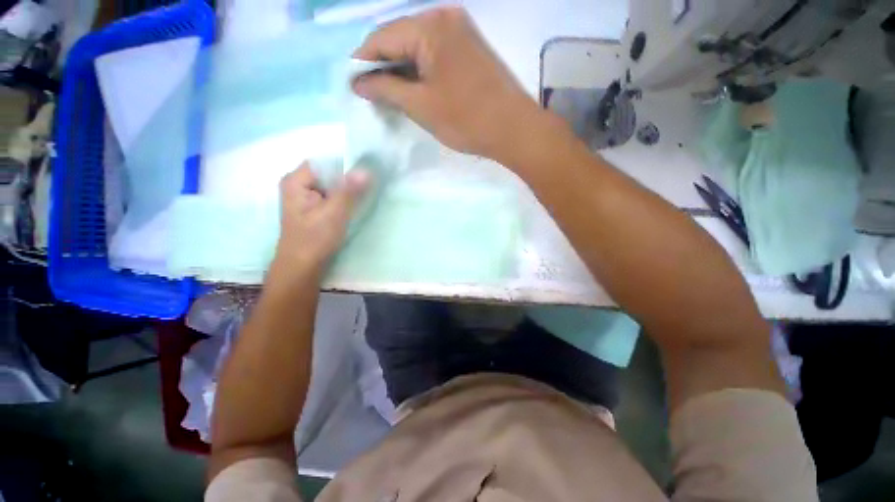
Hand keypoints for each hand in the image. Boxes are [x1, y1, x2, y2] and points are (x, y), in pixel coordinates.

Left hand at [272, 163, 369, 278]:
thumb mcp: (334, 214)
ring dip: (347, 190)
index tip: (367, 171)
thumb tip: (365, 169)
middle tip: (369, 184)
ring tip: (365, 193)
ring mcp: (305, 196)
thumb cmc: (314, 239)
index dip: (346, 165)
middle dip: (348, 179)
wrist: (302, 267)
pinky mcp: (313, 207)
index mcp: (296, 181)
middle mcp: (298, 184)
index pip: (325, 162)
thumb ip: (349, 191)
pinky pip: (331, 196)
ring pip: (331, 185)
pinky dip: (343, 198)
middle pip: (329, 173)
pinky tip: (354, 204)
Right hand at [352, 7, 540, 161]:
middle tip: (371, 95)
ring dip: (401, 71)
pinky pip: (434, 54)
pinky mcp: (469, 48)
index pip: (381, 38)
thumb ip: (386, 89)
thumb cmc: (466, 119)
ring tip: (391, 96)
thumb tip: (357, 83)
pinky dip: (420, 71)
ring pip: (417, 48)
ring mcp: (460, 31)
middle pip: (399, 39)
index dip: (363, 63)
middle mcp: (444, 18)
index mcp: (429, 26)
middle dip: (383, 67)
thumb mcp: (421, 106)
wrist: (513, 129)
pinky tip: (414, 89)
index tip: (353, 86)